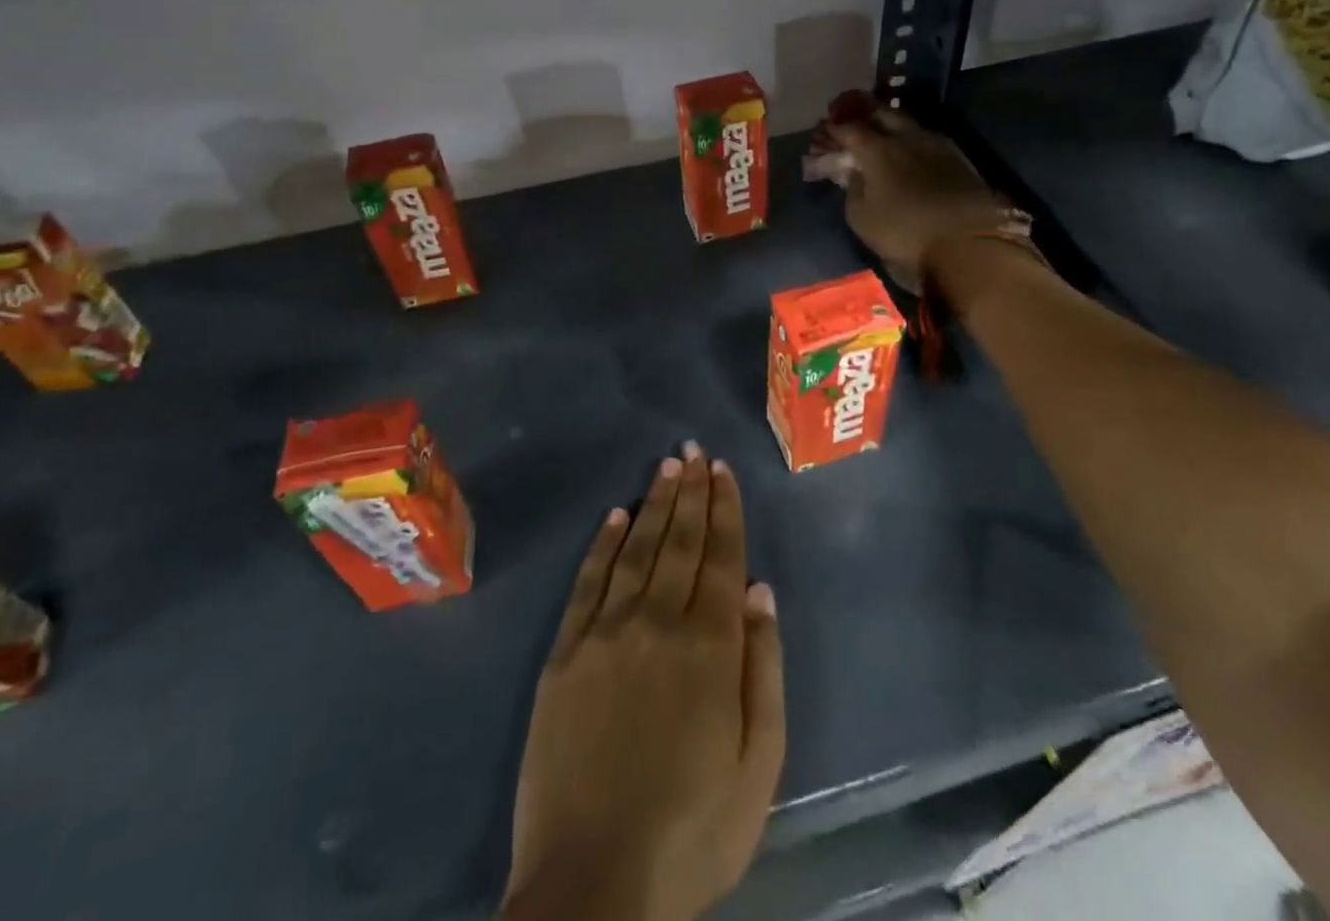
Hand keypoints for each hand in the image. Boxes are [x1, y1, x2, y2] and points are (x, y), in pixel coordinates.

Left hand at [502, 443, 784, 920]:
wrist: (594, 885)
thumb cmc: (692, 830)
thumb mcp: (758, 765)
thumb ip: (763, 670)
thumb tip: (760, 591)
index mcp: (709, 647)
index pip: (721, 557)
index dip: (724, 510)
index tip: (723, 470)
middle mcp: (657, 622)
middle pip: (680, 541)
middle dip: (691, 492)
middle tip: (694, 451)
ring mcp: (606, 633)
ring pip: (637, 549)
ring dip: (654, 504)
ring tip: (667, 467)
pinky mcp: (565, 653)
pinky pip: (588, 582)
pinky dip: (604, 544)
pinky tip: (615, 515)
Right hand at [826, 108, 1014, 286]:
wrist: (970, 242)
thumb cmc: (905, 232)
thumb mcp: (862, 218)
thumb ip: (853, 190)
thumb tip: (854, 174)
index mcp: (877, 149)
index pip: (850, 128)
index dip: (835, 128)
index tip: (826, 130)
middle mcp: (906, 137)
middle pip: (883, 113)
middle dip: (865, 113)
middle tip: (854, 119)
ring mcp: (936, 145)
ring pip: (909, 123)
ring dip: (892, 124)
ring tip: (883, 132)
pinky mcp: (959, 159)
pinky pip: (927, 139)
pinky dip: (912, 139)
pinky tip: (910, 150)